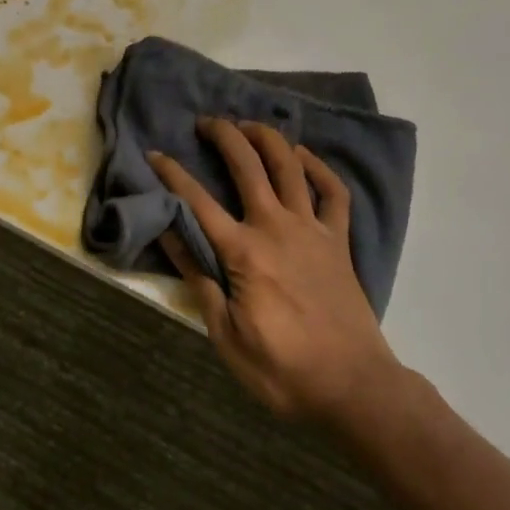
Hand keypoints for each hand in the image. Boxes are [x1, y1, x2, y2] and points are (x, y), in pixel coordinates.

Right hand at [151, 119, 400, 424]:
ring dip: (267, 138)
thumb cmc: (284, 370)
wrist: (355, 387)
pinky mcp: (338, 240)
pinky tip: (303, 156)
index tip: (154, 154)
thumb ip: (200, 281)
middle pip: (247, 165)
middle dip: (224, 135)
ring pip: (290, 166)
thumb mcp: (227, 337)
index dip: (172, 174)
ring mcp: (312, 229)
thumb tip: (170, 236)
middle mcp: (276, 227)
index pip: (198, 202)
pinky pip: (333, 192)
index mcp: (244, 252)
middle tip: (206, 122)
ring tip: (248, 125)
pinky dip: (319, 167)